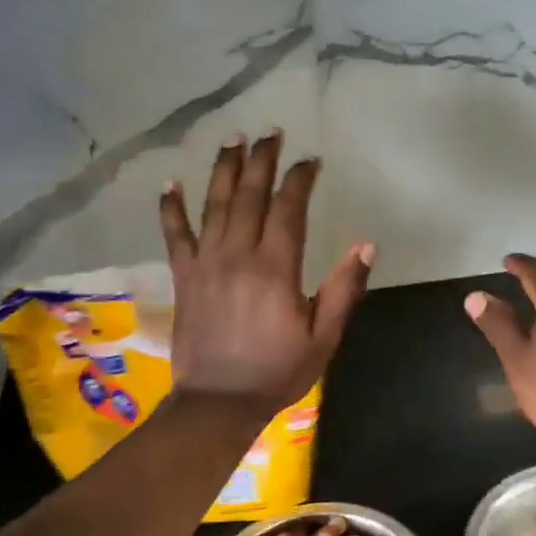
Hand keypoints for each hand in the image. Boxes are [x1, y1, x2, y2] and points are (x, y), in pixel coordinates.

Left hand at [159, 129, 372, 414]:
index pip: (289, 208)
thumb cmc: (276, 372)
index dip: (300, 179)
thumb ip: (343, 290)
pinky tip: (170, 183)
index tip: (310, 160)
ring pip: (215, 204)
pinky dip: (171, 208)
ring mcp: (206, 262)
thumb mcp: (323, 338)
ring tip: (233, 139)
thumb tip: (365, 245)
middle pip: (251, 195)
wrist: (218, 403)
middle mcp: (238, 254)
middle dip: (263, 160)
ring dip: (225, 169)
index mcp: (276, 268)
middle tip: (271, 132)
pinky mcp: (184, 276)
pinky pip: (175, 234)